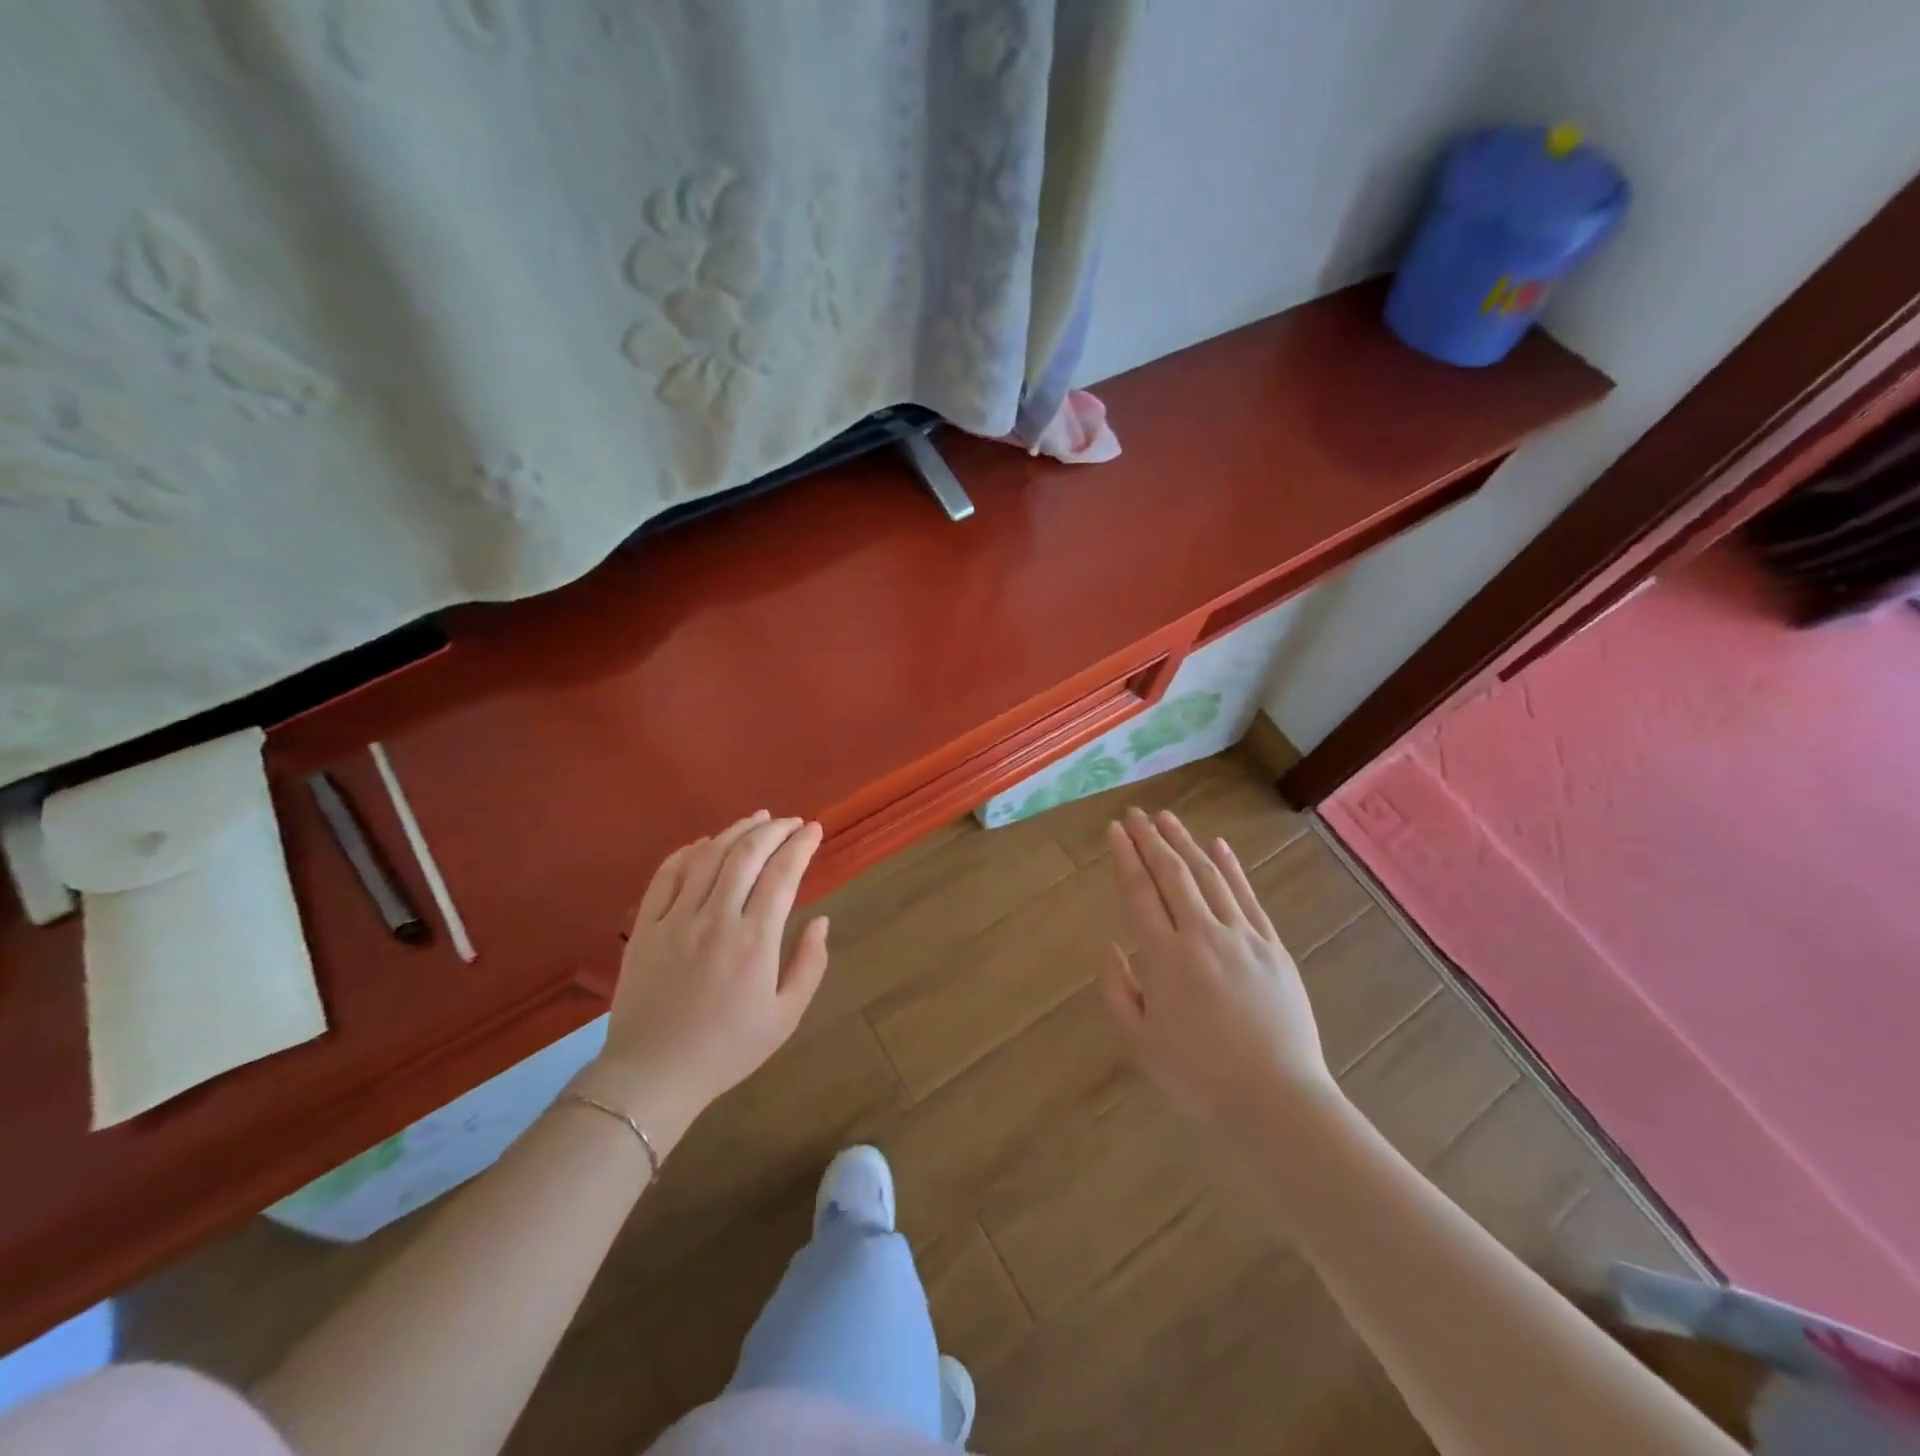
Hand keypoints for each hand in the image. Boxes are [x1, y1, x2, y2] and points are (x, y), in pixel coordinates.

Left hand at [579, 812, 829, 1154]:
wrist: (652, 1076)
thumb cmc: (727, 1050)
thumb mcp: (785, 1017)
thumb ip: (809, 965)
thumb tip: (821, 920)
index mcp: (754, 942)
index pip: (782, 874)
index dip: (801, 845)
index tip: (814, 830)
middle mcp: (715, 919)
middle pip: (746, 854)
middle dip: (774, 830)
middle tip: (791, 822)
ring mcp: (675, 920)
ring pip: (708, 856)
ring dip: (736, 831)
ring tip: (758, 819)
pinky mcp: (646, 927)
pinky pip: (666, 875)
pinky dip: (688, 851)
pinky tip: (706, 843)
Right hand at [1101, 808, 1335, 1128]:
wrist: (1276, 1098)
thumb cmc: (1199, 1075)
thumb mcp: (1140, 1042)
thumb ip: (1117, 990)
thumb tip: (1110, 947)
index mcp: (1164, 957)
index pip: (1139, 892)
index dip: (1125, 857)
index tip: (1115, 830)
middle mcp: (1201, 935)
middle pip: (1172, 874)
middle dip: (1151, 839)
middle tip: (1135, 814)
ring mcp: (1242, 937)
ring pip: (1209, 876)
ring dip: (1186, 843)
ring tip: (1167, 819)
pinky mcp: (1272, 947)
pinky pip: (1248, 897)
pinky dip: (1231, 867)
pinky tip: (1219, 846)